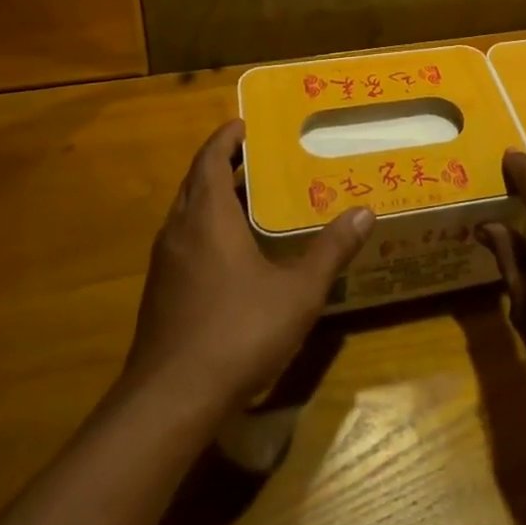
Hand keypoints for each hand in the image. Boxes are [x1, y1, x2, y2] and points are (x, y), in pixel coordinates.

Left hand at [120, 120, 373, 418]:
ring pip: (188, 214)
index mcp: (207, 216)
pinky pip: (184, 242)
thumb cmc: (237, 331)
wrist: (171, 400)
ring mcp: (165, 264)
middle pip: (196, 182)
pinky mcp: (160, 293)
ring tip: (253, 199)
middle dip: (223, 165)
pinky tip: (235, 254)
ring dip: (214, 199)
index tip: (245, 124)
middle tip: (260, 158)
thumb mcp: (297, 291)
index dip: (226, 138)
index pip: (210, 159)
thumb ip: (331, 250)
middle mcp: (179, 230)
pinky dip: (207, 230)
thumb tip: (364, 213)